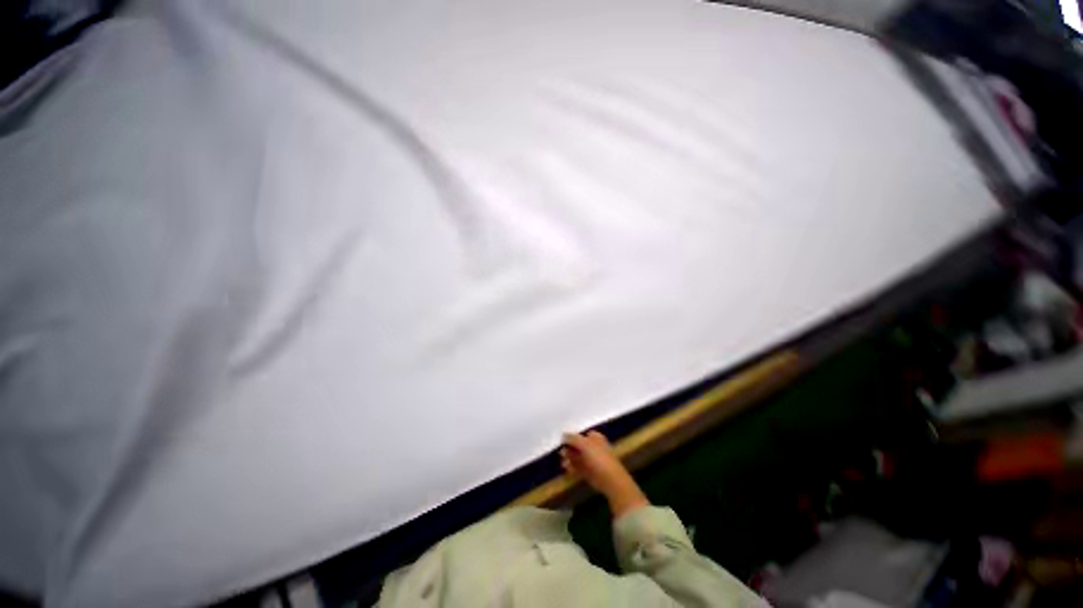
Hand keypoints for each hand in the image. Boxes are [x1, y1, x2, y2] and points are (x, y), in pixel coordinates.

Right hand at [561, 431, 648, 517]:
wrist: (610, 480)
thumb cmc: (598, 457)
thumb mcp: (584, 443)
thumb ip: (572, 438)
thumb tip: (563, 436)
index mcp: (595, 437)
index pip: (581, 434)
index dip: (572, 436)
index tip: (562, 440)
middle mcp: (593, 447)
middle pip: (578, 446)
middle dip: (569, 448)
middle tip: (561, 451)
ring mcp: (592, 461)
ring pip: (577, 457)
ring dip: (569, 458)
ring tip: (563, 461)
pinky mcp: (589, 472)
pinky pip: (578, 467)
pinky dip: (572, 467)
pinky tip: (566, 467)